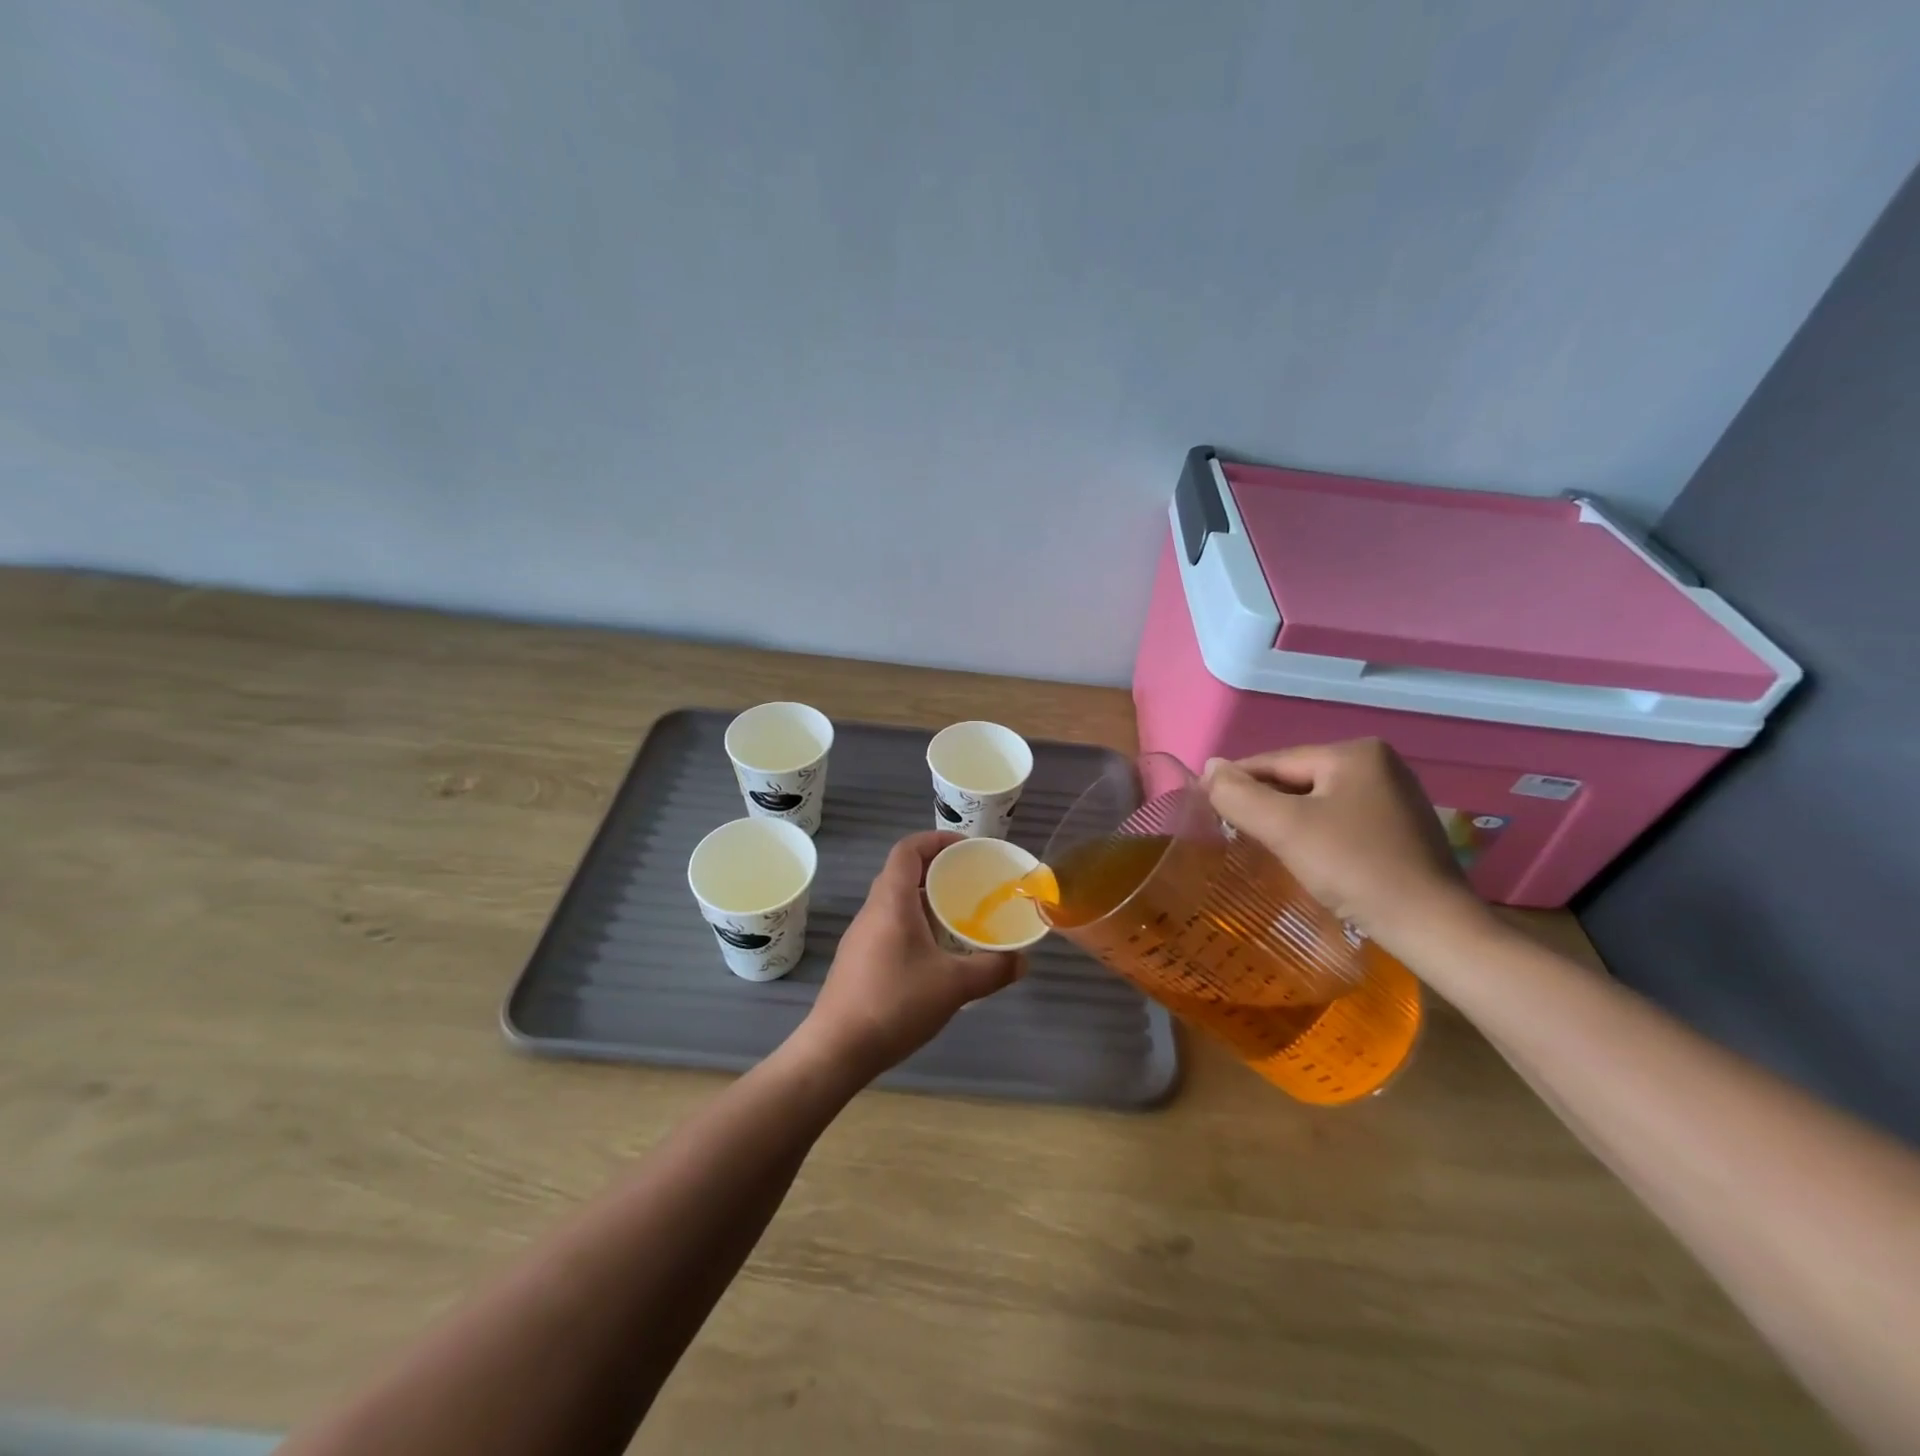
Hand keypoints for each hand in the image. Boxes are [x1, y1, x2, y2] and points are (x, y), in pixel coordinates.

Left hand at [797, 831, 1023, 1080]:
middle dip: (937, 871)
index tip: (966, 848)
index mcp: (891, 901)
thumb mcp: (954, 986)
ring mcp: (861, 936)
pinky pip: (890, 926)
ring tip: (958, 917)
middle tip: (970, 883)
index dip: (936, 840)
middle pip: (902, 873)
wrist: (836, 1050)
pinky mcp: (857, 960)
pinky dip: (914, 925)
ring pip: (895, 902)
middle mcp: (872, 911)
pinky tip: (935, 954)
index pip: (908, 849)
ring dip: (925, 901)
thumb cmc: (894, 1004)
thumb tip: (1022, 961)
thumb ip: (993, 970)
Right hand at [1202, 739, 1489, 950]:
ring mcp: (1395, 797)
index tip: (1204, 804)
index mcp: (1355, 753)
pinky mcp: (1402, 829)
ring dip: (1287, 821)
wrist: (1432, 927)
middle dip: (1264, 804)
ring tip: (1261, 847)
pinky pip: (1341, 820)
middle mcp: (1380, 764)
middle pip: (1297, 780)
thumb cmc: (1354, 868)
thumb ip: (1239, 794)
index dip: (1236, 783)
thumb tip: (1209, 766)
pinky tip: (1304, 857)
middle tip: (1231, 832)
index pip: (1275, 762)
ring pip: (1318, 802)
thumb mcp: (1285, 828)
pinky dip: (1315, 834)